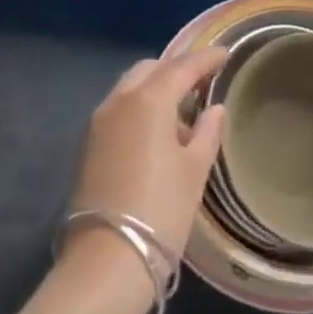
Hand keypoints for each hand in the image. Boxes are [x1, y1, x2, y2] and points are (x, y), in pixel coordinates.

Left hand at [68, 47, 227, 260]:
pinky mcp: (88, 144)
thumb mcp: (194, 170)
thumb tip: (214, 109)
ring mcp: (98, 121)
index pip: (182, 67)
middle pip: (150, 69)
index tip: (225, 54)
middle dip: (176, 69)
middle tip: (201, 80)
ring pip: (130, 87)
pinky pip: (118, 108)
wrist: (107, 260)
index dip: (206, 58)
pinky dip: (139, 107)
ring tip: (182, 110)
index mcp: (148, 100)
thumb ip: (207, 132)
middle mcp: (119, 100)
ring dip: (155, 88)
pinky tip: (157, 132)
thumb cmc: (161, 210)